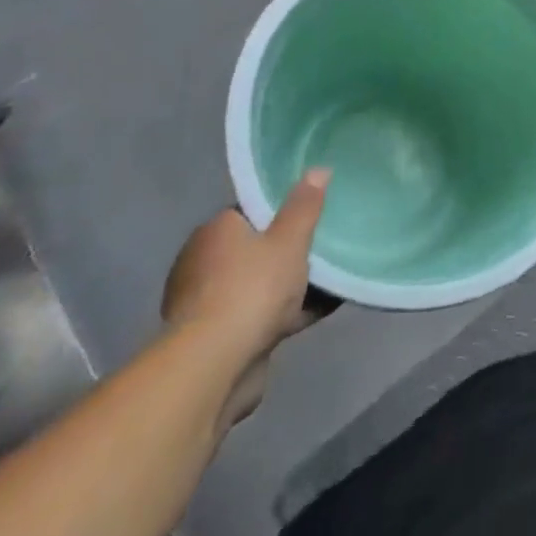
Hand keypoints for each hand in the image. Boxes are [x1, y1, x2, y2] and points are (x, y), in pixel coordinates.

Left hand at [161, 169, 328, 429]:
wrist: (215, 366)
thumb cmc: (252, 288)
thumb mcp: (290, 239)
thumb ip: (305, 206)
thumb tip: (318, 169)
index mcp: (216, 231)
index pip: (251, 211)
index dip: (282, 210)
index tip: (312, 213)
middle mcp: (203, 263)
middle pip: (256, 248)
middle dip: (287, 251)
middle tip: (325, 245)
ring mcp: (207, 304)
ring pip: (259, 284)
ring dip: (289, 285)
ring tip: (333, 277)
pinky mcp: (217, 339)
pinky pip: (261, 315)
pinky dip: (288, 311)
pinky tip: (323, 308)